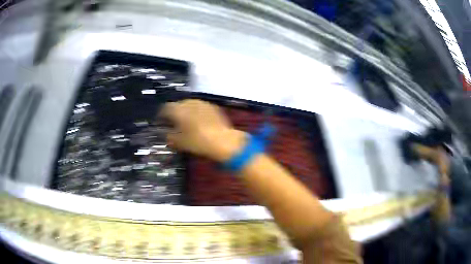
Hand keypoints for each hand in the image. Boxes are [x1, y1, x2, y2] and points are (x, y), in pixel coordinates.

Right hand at [159, 100, 246, 161]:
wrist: (223, 141)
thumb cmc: (198, 142)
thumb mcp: (179, 142)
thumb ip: (169, 136)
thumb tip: (167, 134)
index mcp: (178, 109)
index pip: (164, 108)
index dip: (162, 116)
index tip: (161, 122)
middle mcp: (189, 102)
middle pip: (177, 105)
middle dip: (174, 113)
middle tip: (174, 123)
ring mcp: (202, 103)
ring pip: (189, 105)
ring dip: (186, 112)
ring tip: (187, 122)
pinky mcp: (212, 106)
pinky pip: (200, 107)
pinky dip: (196, 113)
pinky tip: (199, 122)